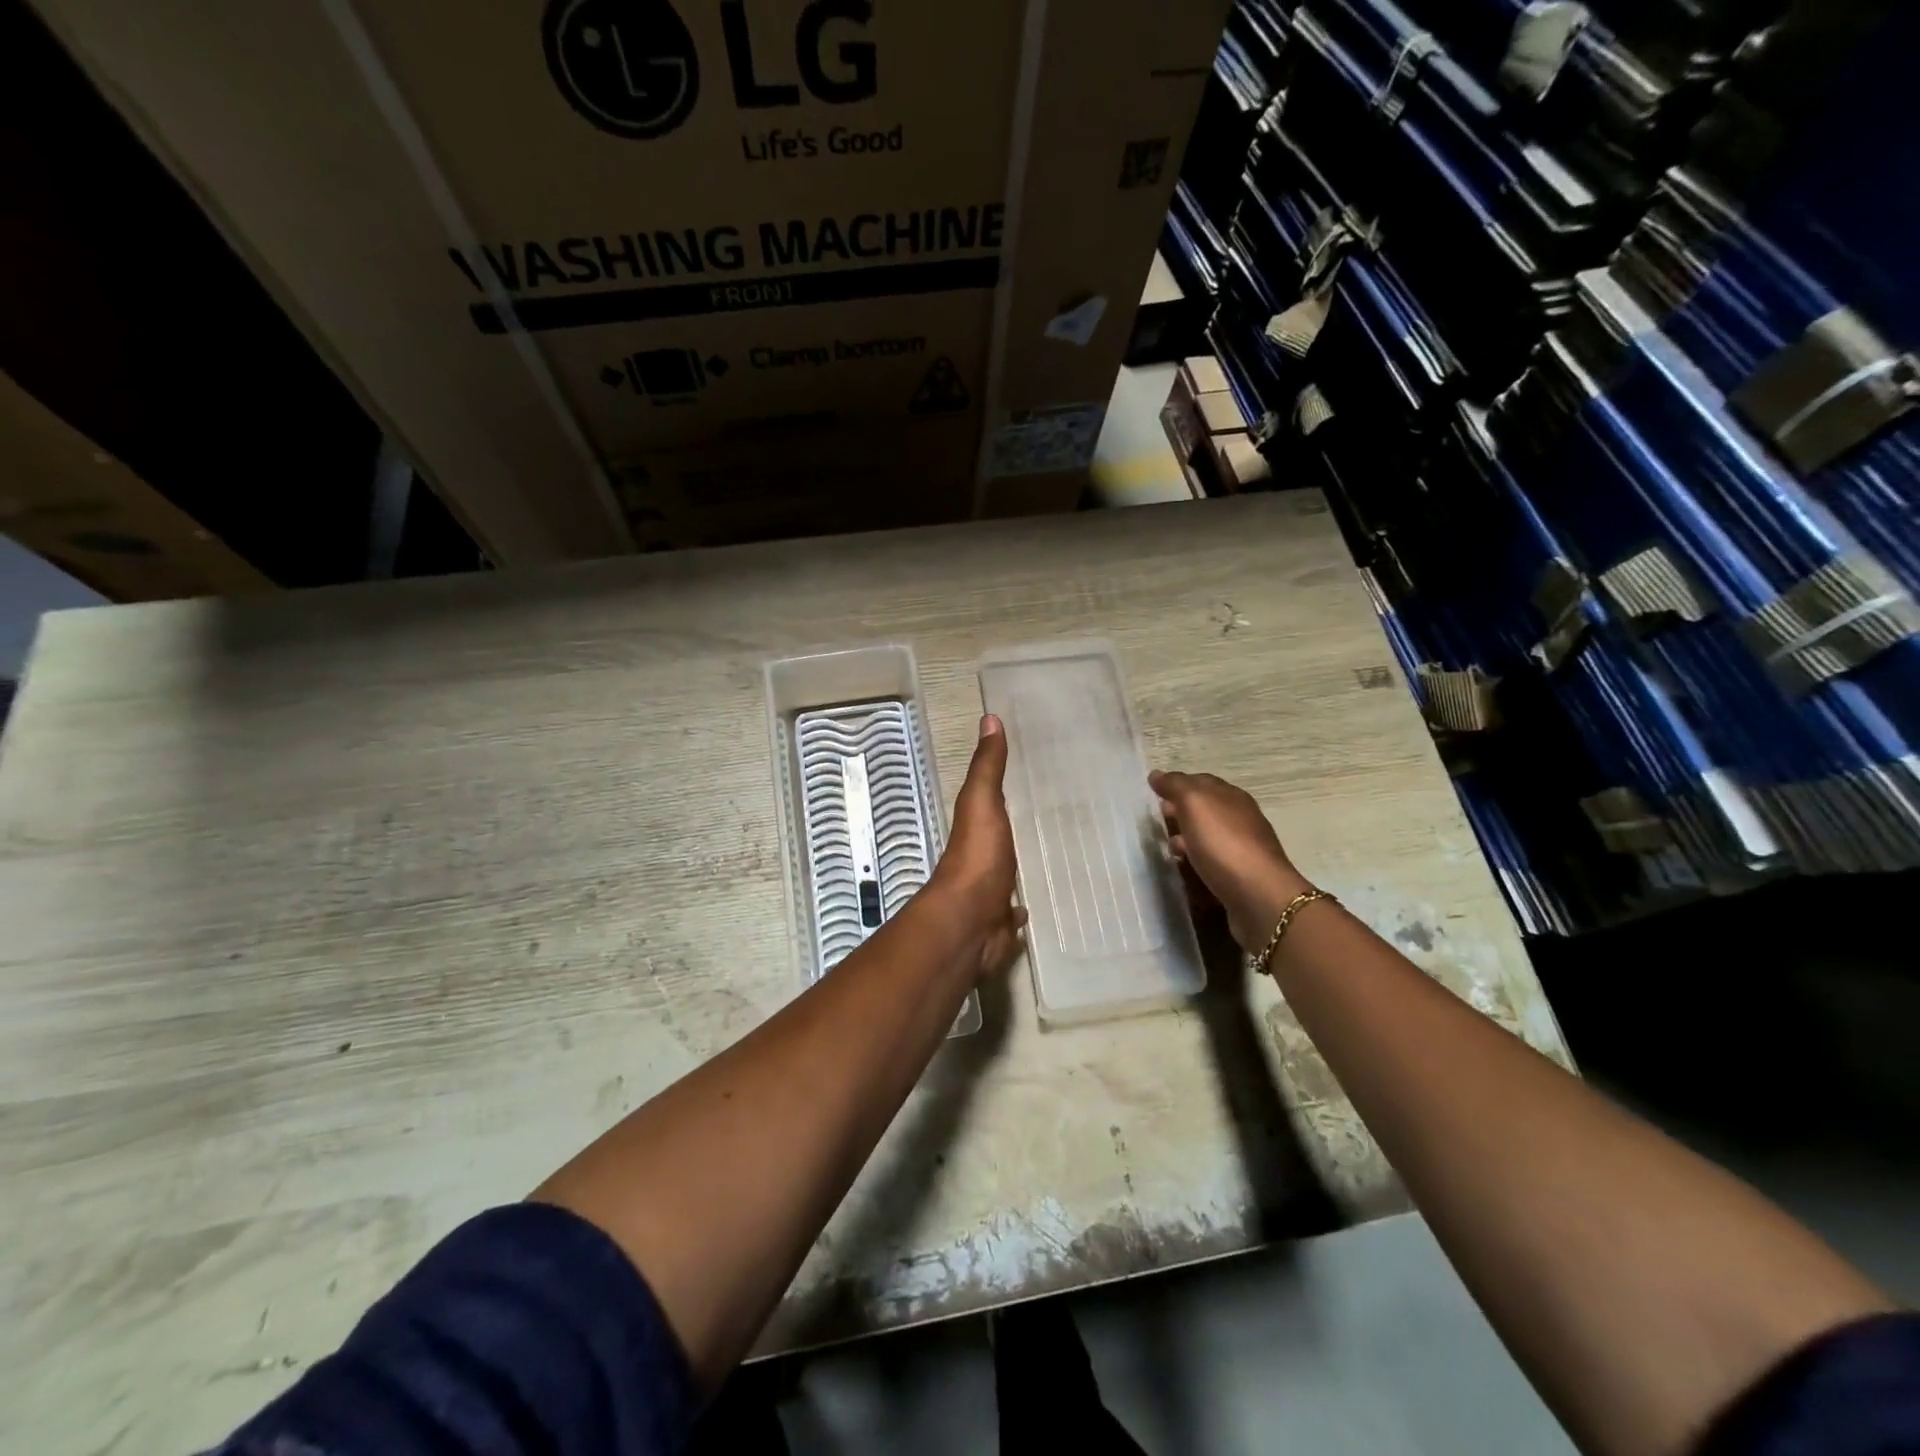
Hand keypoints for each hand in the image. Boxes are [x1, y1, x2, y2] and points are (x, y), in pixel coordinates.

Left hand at [927, 715, 1027, 980]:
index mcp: (975, 827)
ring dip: (1016, 868)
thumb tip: (989, 717)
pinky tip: (1032, 906)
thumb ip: (987, 767)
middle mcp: (979, 858)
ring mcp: (989, 892)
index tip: (1027, 776)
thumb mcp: (982, 803)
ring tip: (1045, 858)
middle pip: (997, 839)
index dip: (1001, 790)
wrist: (969, 922)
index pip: (988, 801)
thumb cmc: (977, 857)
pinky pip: (1013, 912)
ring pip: (1005, 874)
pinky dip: (1020, 908)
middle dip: (1012, 832)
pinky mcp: (1000, 923)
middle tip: (1045, 819)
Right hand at [1150, 770, 1311, 952]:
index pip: (1201, 781)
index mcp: (1232, 796)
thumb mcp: (1195, 804)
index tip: (1154, 794)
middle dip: (1181, 811)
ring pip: (1208, 834)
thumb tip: (1157, 774)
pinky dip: (1196, 858)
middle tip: (1159, 819)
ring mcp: (1243, 847)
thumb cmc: (1223, 844)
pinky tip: (1186, 867)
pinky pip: (1213, 859)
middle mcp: (1241, 817)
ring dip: (1187, 837)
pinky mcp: (1241, 874)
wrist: (1259, 896)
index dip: (1177, 785)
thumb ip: (1175, 786)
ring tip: (1169, 848)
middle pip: (1205, 808)